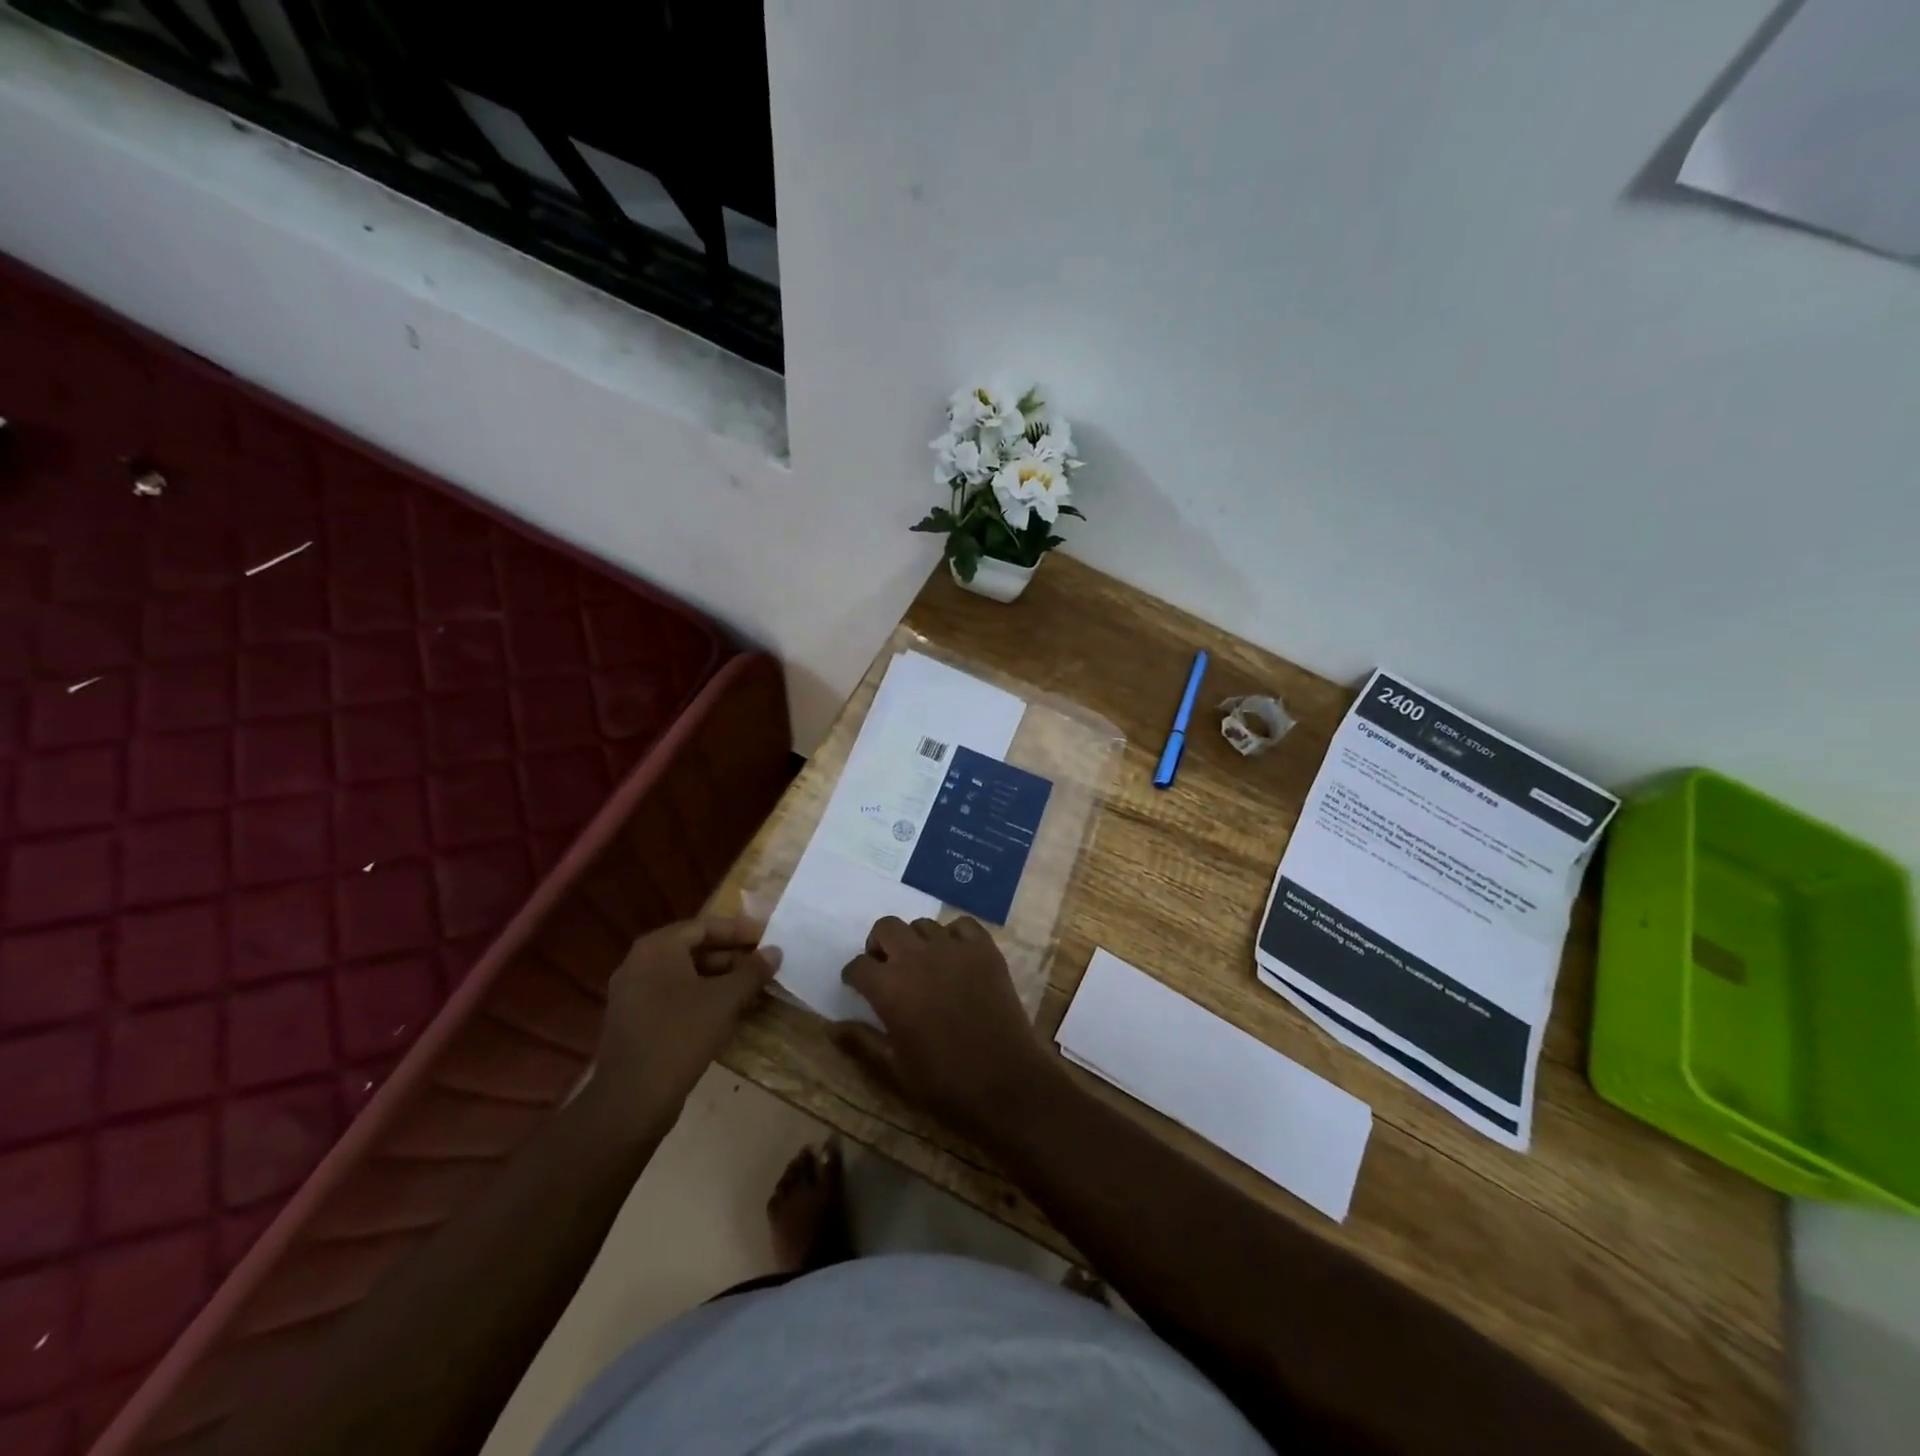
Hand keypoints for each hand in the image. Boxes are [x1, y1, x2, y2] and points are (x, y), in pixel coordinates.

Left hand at [591, 916, 781, 1120]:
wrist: (632, 1099)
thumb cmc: (681, 1035)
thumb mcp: (725, 1000)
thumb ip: (752, 971)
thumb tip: (775, 951)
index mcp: (657, 948)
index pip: (704, 927)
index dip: (739, 931)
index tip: (767, 939)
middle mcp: (639, 963)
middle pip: (693, 949)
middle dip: (731, 956)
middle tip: (763, 965)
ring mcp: (633, 993)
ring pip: (684, 975)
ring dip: (719, 979)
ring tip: (752, 989)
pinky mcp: (634, 1020)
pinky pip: (672, 996)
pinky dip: (700, 997)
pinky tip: (727, 1012)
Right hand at [831, 916, 1061, 1145]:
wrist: (1006, 1082)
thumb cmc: (944, 1082)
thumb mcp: (894, 1068)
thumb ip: (861, 1041)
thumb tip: (831, 1026)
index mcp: (889, 987)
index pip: (858, 966)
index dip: (854, 975)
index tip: (857, 985)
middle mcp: (917, 957)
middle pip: (886, 927)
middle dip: (879, 944)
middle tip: (886, 966)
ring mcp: (954, 949)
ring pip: (923, 925)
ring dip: (915, 941)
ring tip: (922, 964)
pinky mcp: (984, 949)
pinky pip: (962, 925)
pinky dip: (953, 936)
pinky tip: (954, 957)